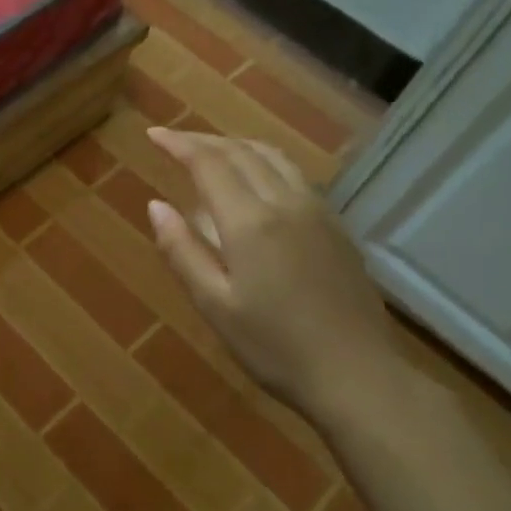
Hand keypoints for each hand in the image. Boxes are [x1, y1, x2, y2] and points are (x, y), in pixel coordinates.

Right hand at [145, 127, 404, 424]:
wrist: (357, 374)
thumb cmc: (274, 346)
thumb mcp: (214, 305)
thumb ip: (182, 251)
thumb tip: (155, 205)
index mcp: (250, 221)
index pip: (210, 163)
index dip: (179, 144)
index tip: (153, 135)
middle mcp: (286, 203)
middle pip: (242, 152)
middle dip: (204, 140)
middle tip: (174, 140)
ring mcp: (318, 212)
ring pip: (274, 157)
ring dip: (237, 145)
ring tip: (211, 151)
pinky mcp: (336, 227)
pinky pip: (294, 174)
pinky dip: (264, 161)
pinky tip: (257, 178)